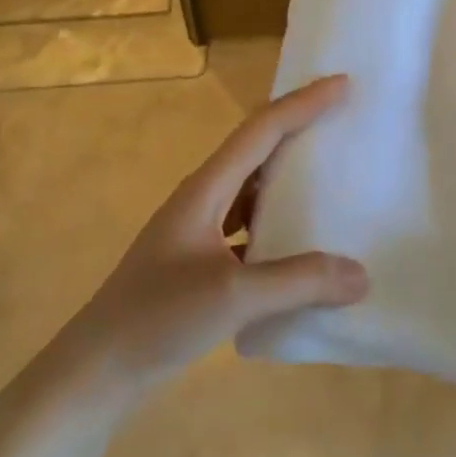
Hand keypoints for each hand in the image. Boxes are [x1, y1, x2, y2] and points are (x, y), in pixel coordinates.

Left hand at [53, 76, 369, 393]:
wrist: (94, 373)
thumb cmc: (156, 319)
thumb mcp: (232, 296)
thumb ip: (298, 281)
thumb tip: (361, 275)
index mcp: (205, 190)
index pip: (261, 131)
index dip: (302, 104)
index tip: (343, 84)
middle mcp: (202, 199)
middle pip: (257, 150)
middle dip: (298, 128)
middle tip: (343, 119)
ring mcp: (198, 232)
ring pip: (253, 189)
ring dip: (289, 176)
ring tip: (331, 174)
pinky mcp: (200, 263)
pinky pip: (249, 226)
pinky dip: (278, 223)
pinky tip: (301, 243)